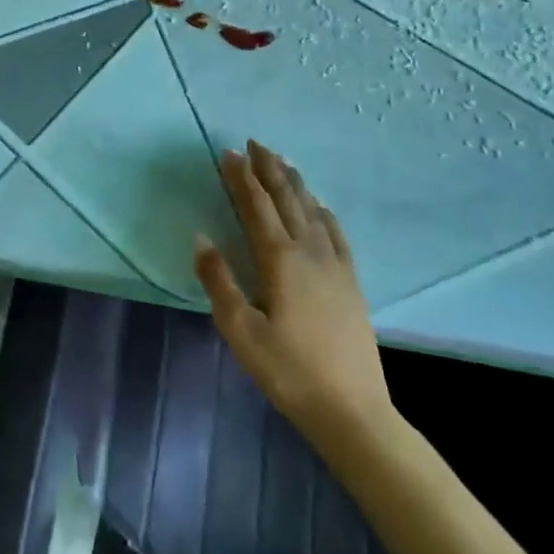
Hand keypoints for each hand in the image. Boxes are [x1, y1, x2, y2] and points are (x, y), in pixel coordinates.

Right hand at [195, 141, 393, 440]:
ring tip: (282, 161)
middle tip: (255, 143)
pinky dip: (322, 210)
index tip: (229, 153)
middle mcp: (308, 251)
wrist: (352, 410)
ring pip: (312, 209)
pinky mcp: (351, 281)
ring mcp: (334, 264)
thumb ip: (219, 280)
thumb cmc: (288, 371)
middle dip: (269, 169)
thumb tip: (201, 237)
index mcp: (279, 259)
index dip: (242, 177)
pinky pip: (335, 232)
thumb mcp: (241, 331)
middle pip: (287, 198)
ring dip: (294, 182)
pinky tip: (319, 205)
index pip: (256, 206)